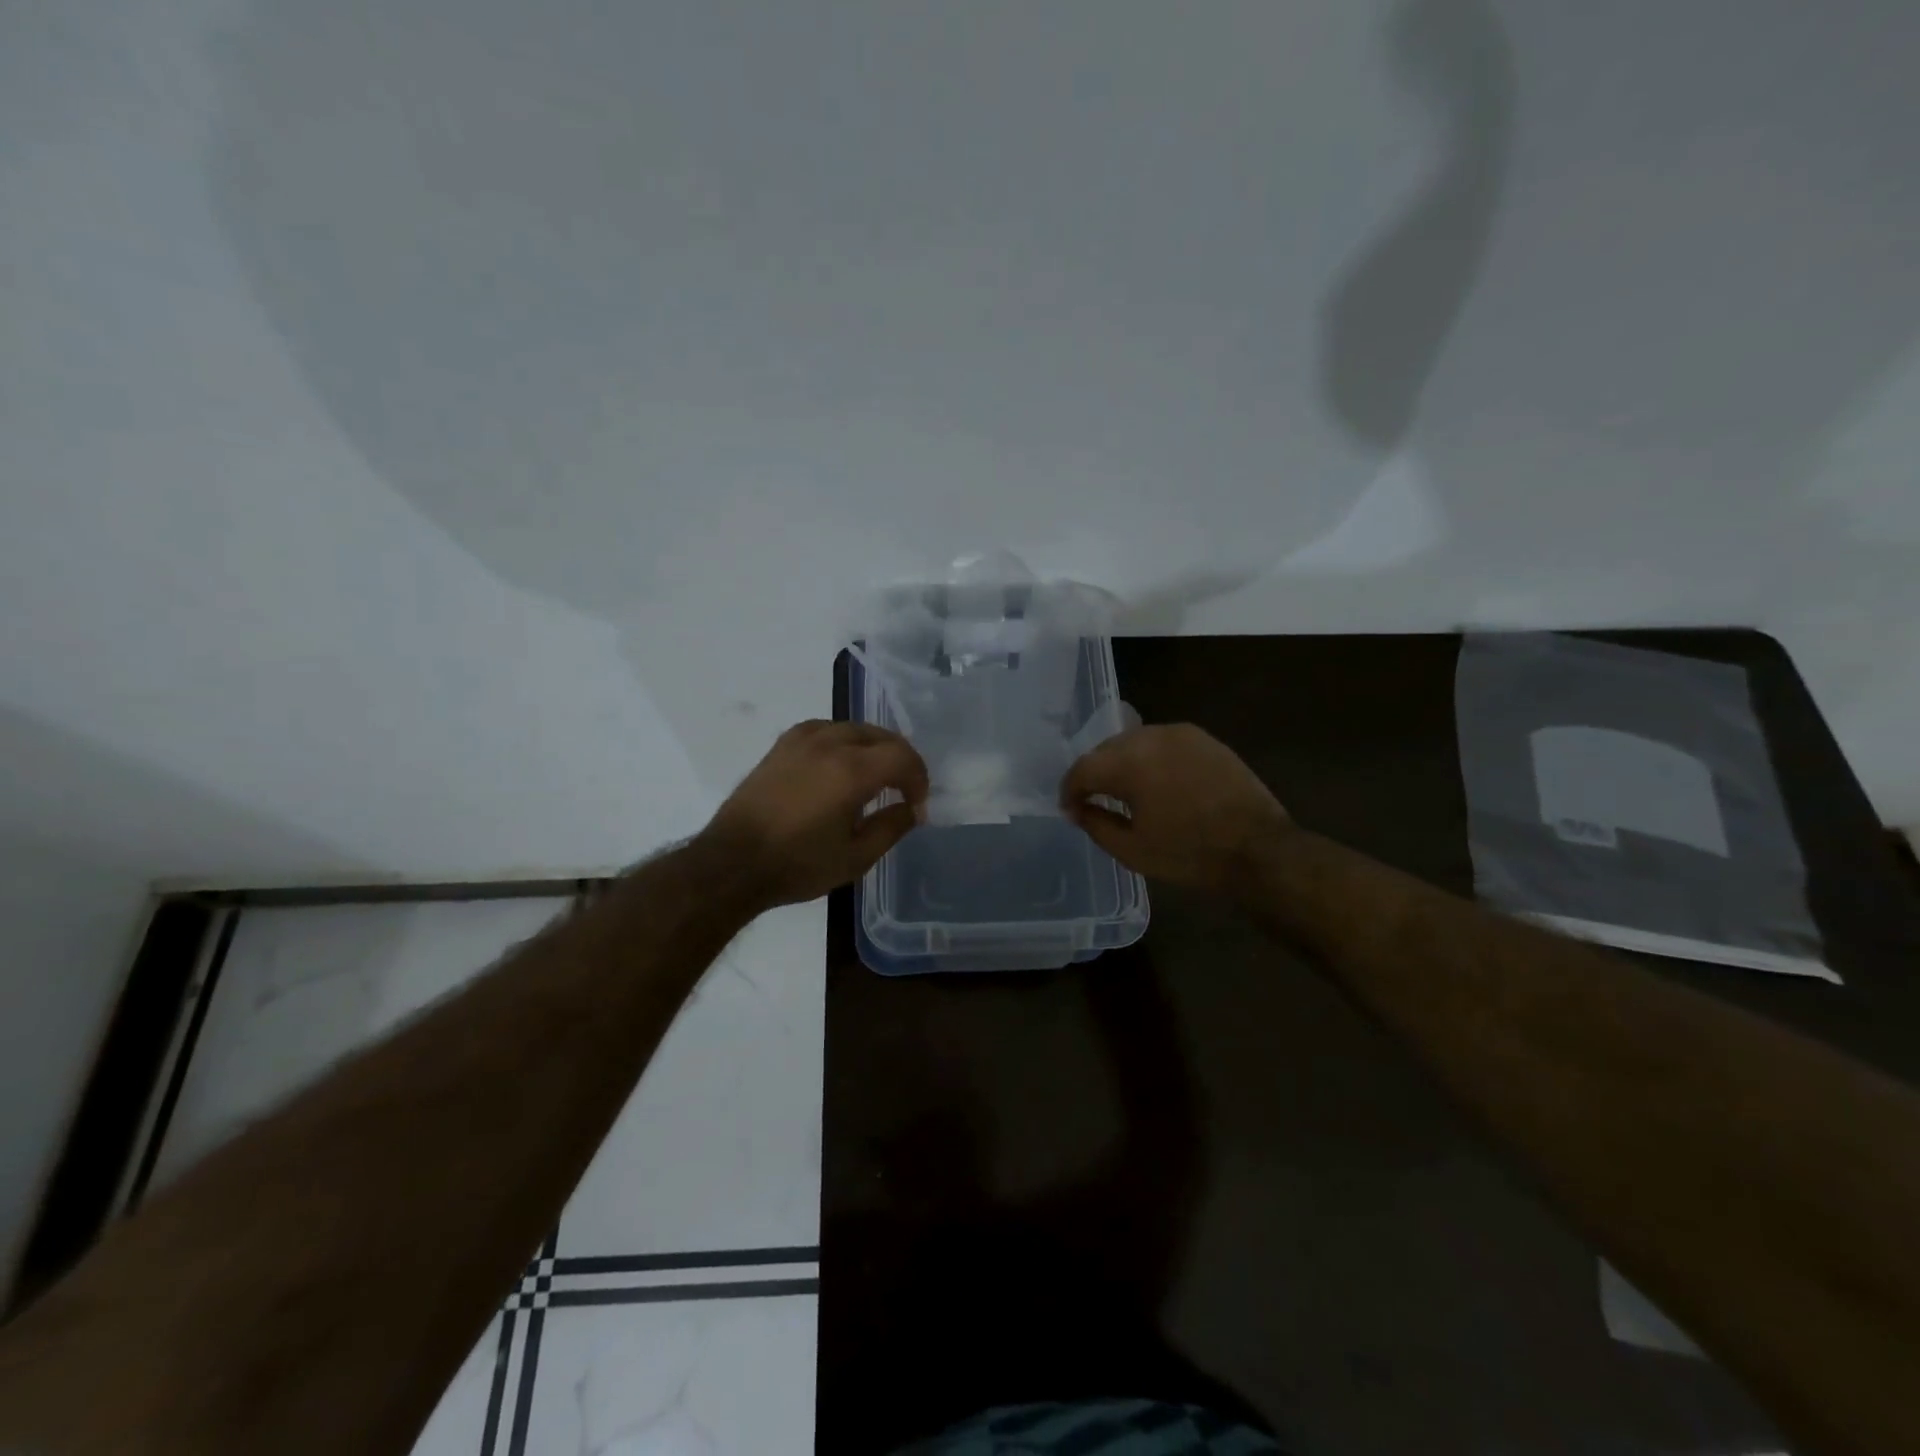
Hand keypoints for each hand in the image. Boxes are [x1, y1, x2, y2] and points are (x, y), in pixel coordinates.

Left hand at [703, 721, 929, 907]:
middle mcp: (829, 744)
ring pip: (853, 728)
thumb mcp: (855, 858)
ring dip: (873, 748)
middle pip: (881, 736)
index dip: (919, 778)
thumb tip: (912, 808)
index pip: (902, 756)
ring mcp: (802, 740)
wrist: (732, 863)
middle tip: (903, 790)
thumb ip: (891, 827)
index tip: (917, 804)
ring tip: (875, 776)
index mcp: (851, 771)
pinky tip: (840, 764)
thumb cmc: (797, 865)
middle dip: (900, 760)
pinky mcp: (782, 745)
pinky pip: (825, 729)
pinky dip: (844, 741)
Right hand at [1060, 723, 1289, 892]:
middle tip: (1093, 800)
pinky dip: (1150, 758)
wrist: (1259, 850)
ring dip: (1122, 763)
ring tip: (1125, 790)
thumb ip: (1095, 824)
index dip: (1070, 789)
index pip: (1083, 768)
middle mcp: (1151, 737)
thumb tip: (1077, 809)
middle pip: (1107, 749)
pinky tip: (1156, 781)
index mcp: (1129, 763)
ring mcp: (1180, 734)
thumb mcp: (1132, 850)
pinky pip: (1162, 742)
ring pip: (1135, 741)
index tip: (1070, 809)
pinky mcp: (1204, 739)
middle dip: (1095, 773)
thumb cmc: (1190, 855)